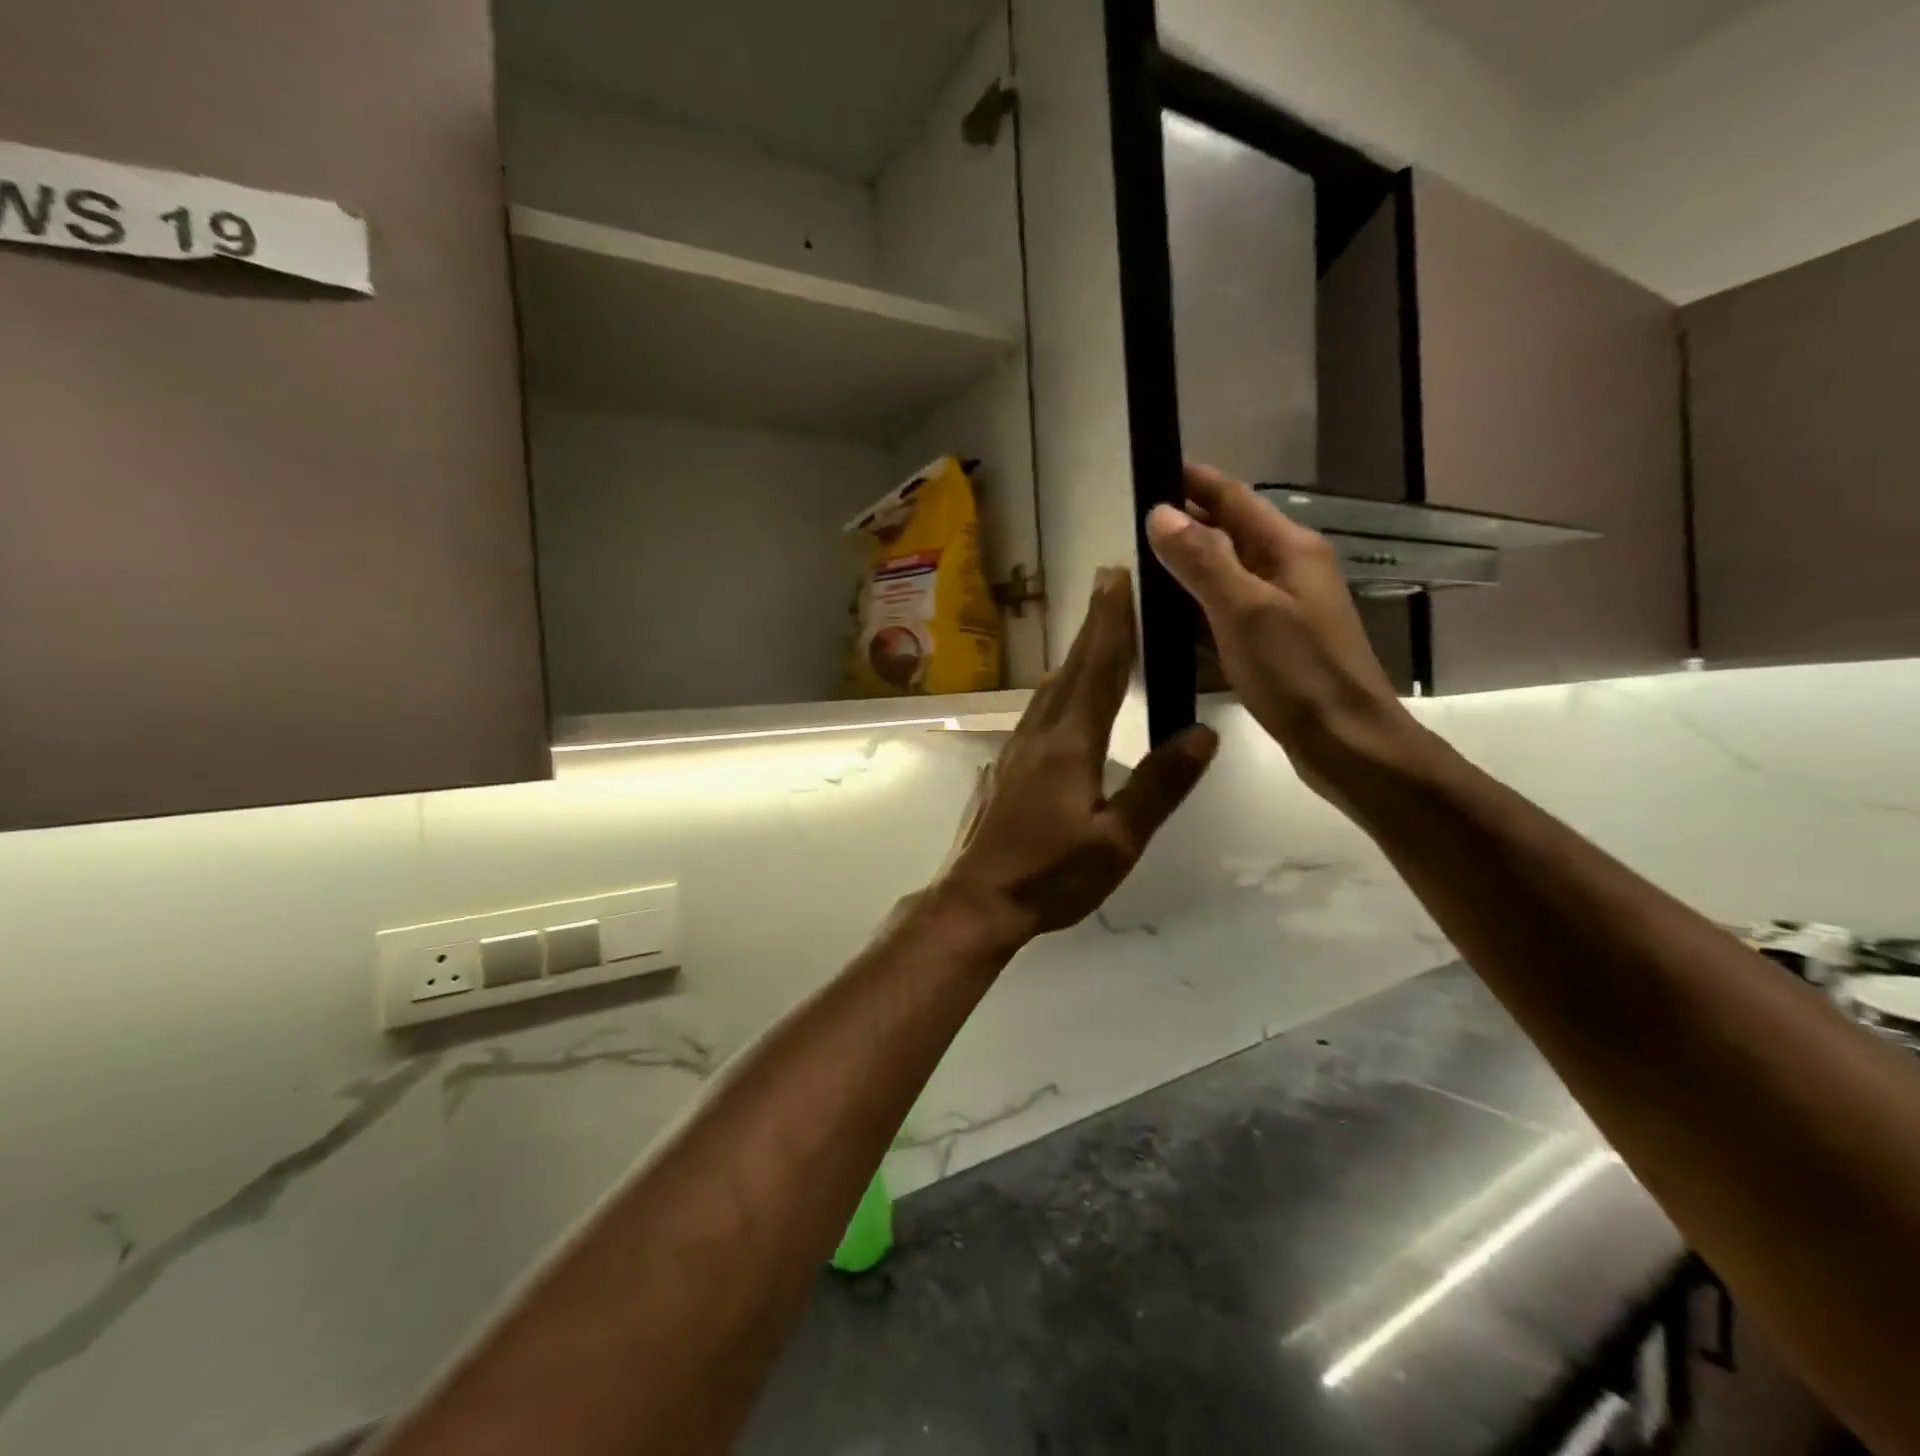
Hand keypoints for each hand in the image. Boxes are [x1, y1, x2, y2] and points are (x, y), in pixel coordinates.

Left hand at [936, 568, 1216, 942]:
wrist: (979, 899)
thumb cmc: (1052, 876)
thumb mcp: (1118, 841)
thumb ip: (1159, 786)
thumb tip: (1202, 733)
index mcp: (1070, 745)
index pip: (1098, 671)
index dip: (1111, 623)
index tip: (1117, 578)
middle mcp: (1039, 735)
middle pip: (1071, 669)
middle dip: (1092, 625)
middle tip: (1107, 583)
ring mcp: (1015, 750)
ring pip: (1049, 689)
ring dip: (1074, 655)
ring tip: (1093, 635)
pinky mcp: (1004, 768)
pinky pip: (1036, 712)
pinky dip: (1057, 689)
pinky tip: (1059, 699)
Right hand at [1145, 463, 1418, 796]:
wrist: (1347, 744)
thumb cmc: (1298, 673)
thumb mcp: (1245, 611)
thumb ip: (1203, 560)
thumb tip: (1160, 514)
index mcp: (1288, 549)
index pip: (1232, 497)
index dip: (1191, 481)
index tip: (1147, 467)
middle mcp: (1288, 569)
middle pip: (1227, 533)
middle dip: (1181, 526)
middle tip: (1126, 527)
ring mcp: (1282, 608)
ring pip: (1224, 575)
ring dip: (1185, 571)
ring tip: (1134, 572)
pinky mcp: (1274, 644)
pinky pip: (1226, 614)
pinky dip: (1196, 612)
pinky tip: (1165, 626)